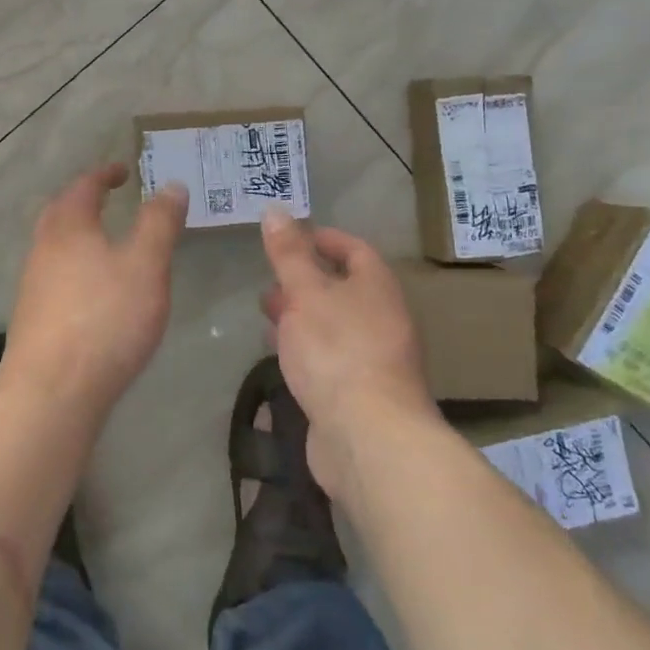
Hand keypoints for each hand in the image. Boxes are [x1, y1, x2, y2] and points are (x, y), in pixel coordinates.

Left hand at [0, 163, 188, 414]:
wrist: (51, 392)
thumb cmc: (105, 318)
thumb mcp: (146, 265)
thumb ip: (159, 223)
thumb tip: (171, 185)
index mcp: (69, 227)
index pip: (84, 186)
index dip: (104, 174)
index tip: (122, 170)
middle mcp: (43, 249)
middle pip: (60, 213)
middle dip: (84, 201)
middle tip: (107, 199)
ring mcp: (33, 286)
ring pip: (55, 247)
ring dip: (78, 236)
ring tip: (106, 245)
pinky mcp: (33, 320)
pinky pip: (55, 277)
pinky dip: (75, 268)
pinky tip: (93, 292)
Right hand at [259, 209, 435, 498]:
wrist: (369, 438)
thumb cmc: (337, 351)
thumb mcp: (305, 292)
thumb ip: (289, 254)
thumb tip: (276, 211)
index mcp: (377, 288)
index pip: (355, 250)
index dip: (324, 238)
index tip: (293, 235)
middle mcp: (382, 319)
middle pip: (344, 288)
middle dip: (306, 279)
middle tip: (271, 277)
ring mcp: (374, 360)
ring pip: (334, 325)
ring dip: (302, 315)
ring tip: (266, 314)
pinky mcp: (360, 394)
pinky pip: (330, 358)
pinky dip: (306, 348)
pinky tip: (281, 355)